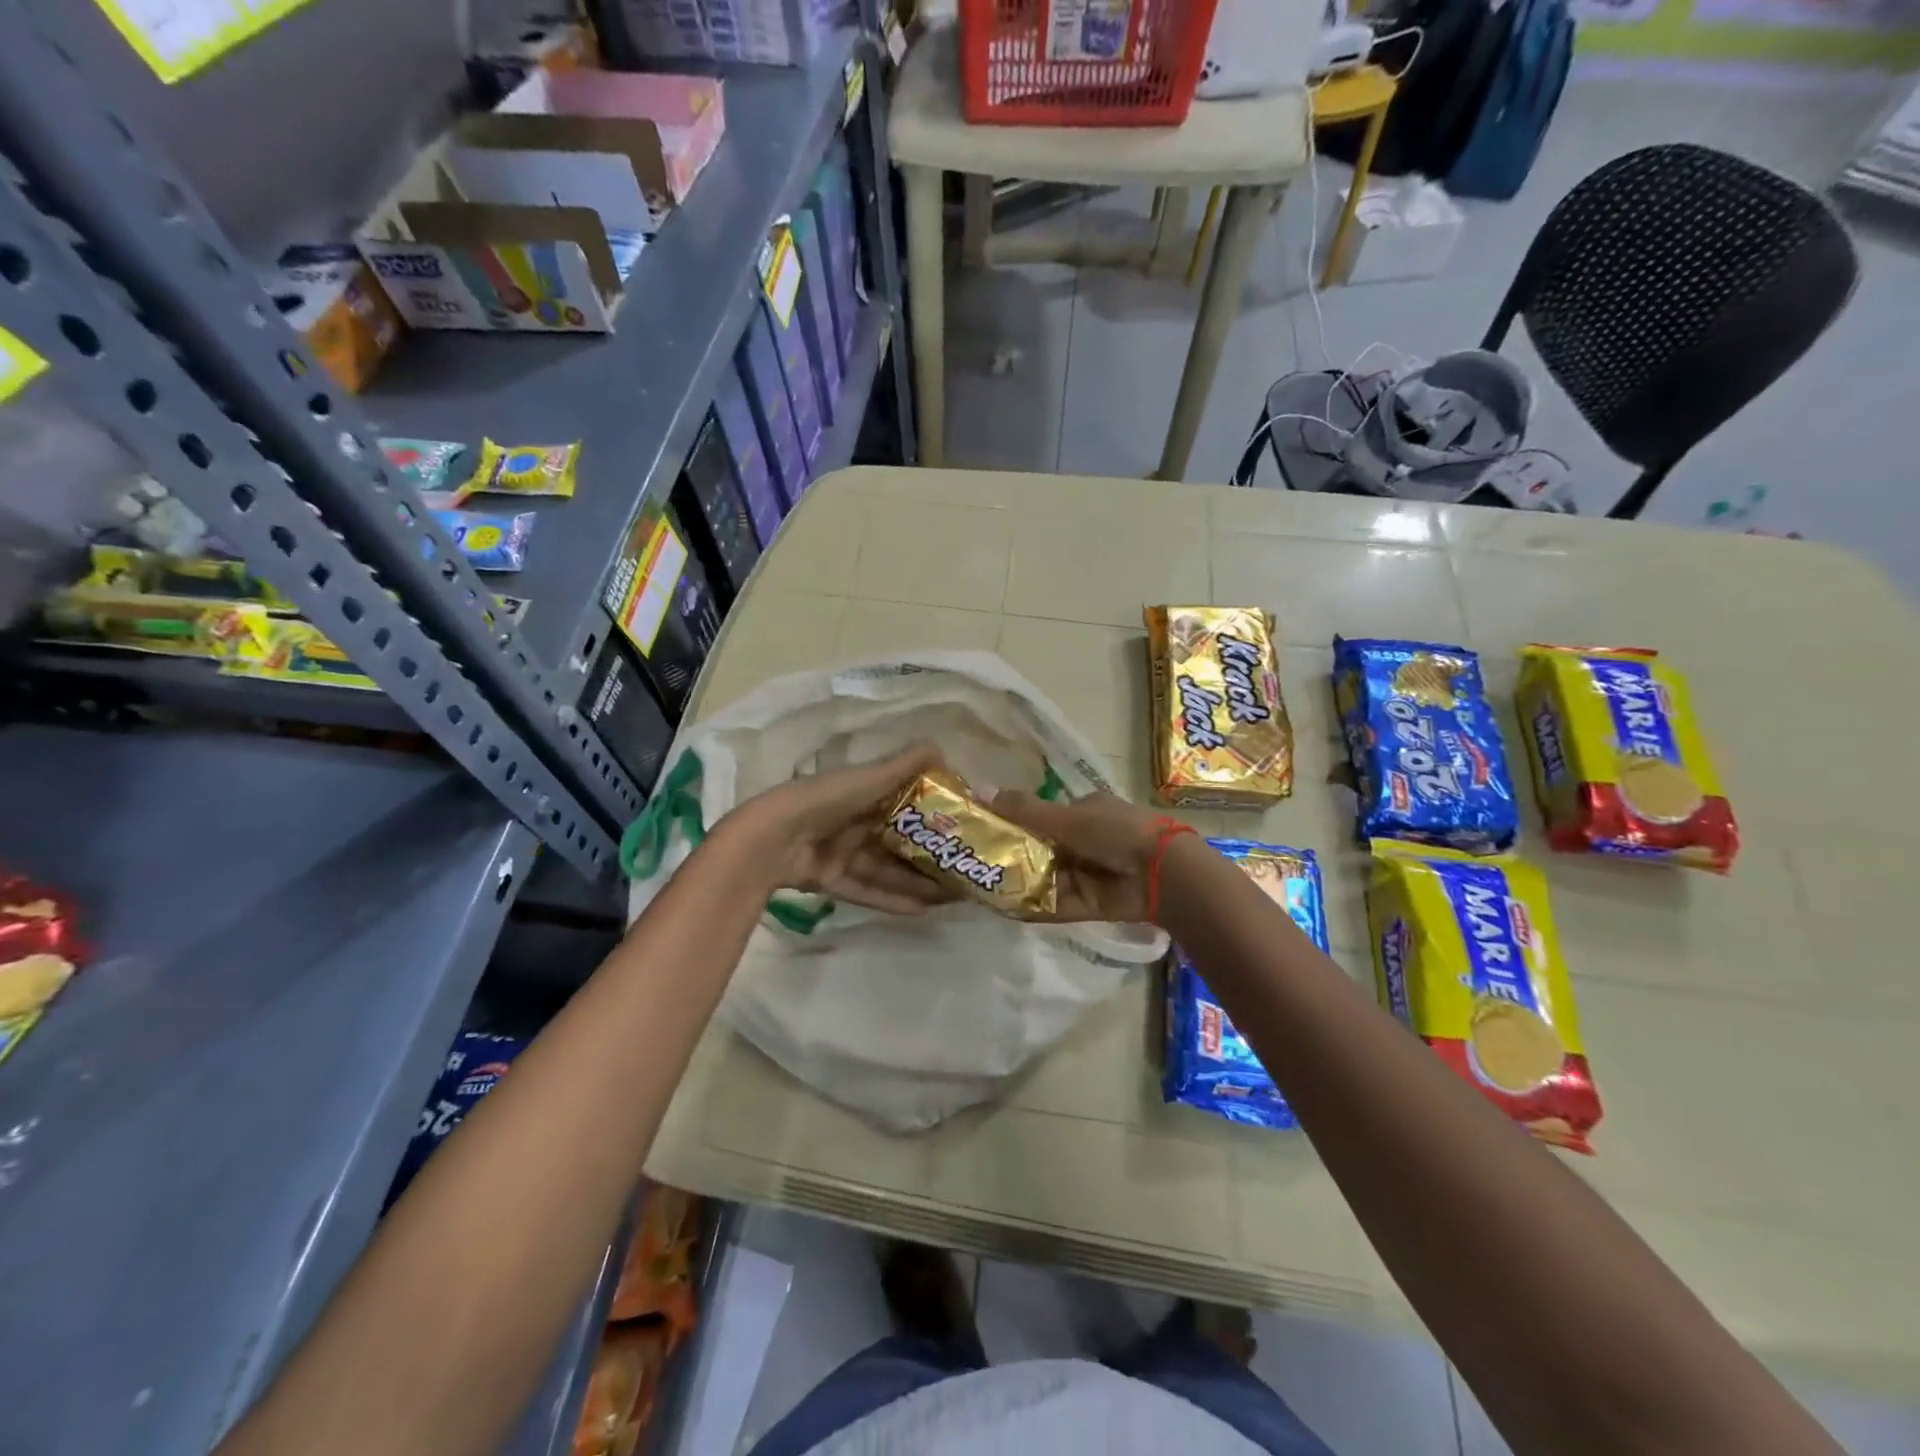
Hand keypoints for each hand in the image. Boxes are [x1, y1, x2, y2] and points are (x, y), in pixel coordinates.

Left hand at [721, 743, 958, 915]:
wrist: (771, 838)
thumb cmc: (824, 799)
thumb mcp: (866, 778)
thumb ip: (903, 766)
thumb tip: (942, 747)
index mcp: (860, 793)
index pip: (903, 802)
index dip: (931, 814)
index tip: (961, 825)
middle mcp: (853, 822)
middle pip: (897, 840)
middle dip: (928, 854)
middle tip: (962, 867)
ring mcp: (841, 853)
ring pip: (886, 868)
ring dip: (915, 881)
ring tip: (951, 894)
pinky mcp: (831, 880)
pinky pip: (867, 890)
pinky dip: (892, 899)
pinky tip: (922, 910)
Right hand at [989, 790, 1165, 924]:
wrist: (1161, 874)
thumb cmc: (1115, 831)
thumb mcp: (1066, 816)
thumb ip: (1024, 810)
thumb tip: (979, 791)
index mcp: (1084, 812)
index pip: (1042, 817)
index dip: (1015, 822)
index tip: (983, 829)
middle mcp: (1083, 842)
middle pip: (1040, 850)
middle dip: (1012, 856)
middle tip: (975, 861)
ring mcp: (1085, 874)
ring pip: (1044, 878)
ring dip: (1018, 882)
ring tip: (978, 886)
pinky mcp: (1087, 903)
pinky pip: (1054, 904)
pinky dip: (1032, 906)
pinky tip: (1001, 907)